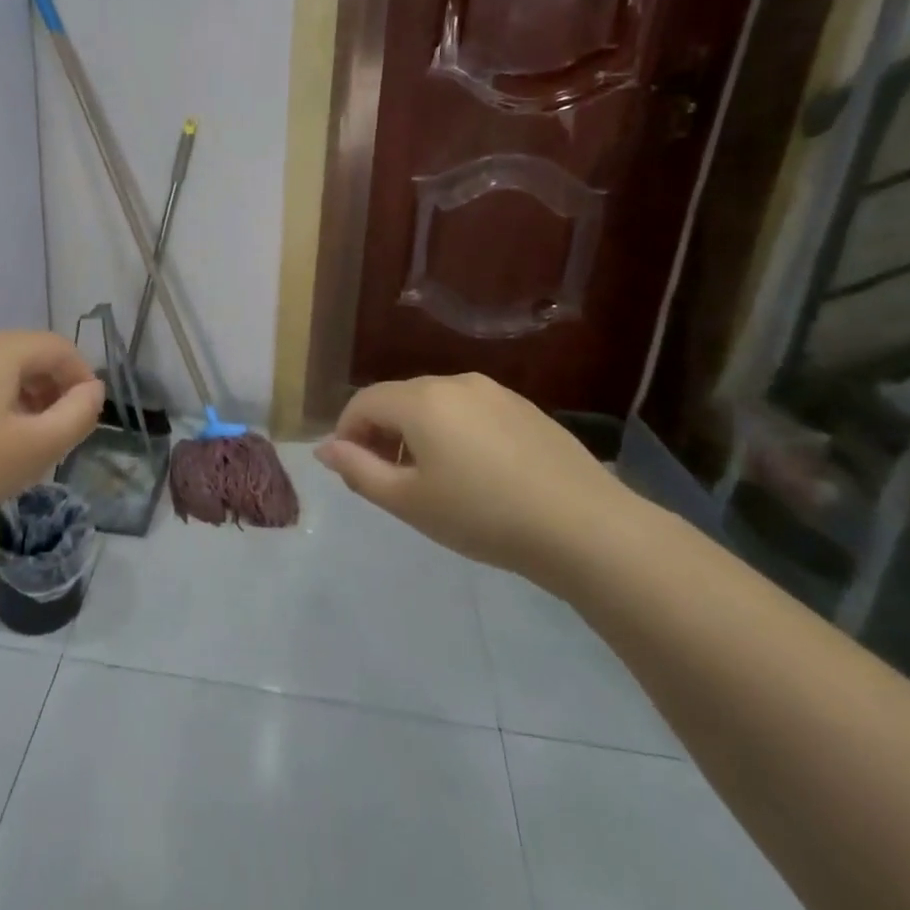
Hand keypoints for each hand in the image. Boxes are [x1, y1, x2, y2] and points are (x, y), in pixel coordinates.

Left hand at [0, 331, 103, 542]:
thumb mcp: (32, 451)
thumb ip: (77, 416)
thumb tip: (92, 390)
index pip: (56, 347)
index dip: (81, 376)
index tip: (86, 414)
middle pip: (21, 355)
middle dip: (47, 389)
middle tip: (52, 434)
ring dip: (13, 397)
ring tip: (12, 442)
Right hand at [315, 373, 635, 584]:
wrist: (584, 527)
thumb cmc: (483, 516)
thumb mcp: (409, 502)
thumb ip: (358, 470)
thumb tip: (325, 448)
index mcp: (420, 400)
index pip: (363, 402)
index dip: (347, 433)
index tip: (351, 470)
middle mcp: (454, 382)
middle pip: (399, 399)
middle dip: (382, 433)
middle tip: (388, 481)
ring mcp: (494, 392)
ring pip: (436, 404)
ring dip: (418, 433)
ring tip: (432, 480)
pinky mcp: (524, 408)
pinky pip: (471, 411)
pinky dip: (454, 432)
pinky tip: (475, 473)